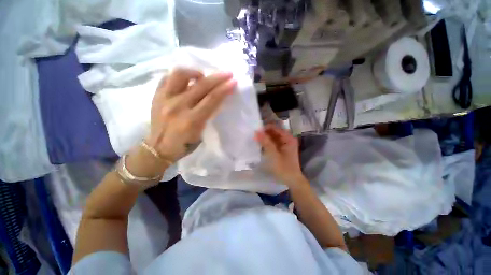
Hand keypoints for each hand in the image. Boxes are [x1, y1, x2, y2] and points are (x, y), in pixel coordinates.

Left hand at [147, 68, 236, 162]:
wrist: (157, 149)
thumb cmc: (183, 145)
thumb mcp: (201, 134)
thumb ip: (208, 116)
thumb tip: (215, 99)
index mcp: (191, 120)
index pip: (212, 99)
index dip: (224, 89)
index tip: (234, 81)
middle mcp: (178, 107)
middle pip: (201, 86)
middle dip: (217, 78)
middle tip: (227, 73)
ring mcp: (164, 99)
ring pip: (180, 75)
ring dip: (195, 72)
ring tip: (202, 76)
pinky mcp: (156, 96)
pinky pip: (167, 78)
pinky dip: (180, 76)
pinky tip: (187, 80)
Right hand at [255, 124, 305, 186]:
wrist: (292, 181)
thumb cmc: (284, 168)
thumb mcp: (273, 155)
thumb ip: (265, 142)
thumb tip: (257, 131)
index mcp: (288, 138)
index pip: (275, 128)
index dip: (265, 128)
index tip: (255, 131)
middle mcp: (288, 139)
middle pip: (274, 132)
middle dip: (265, 133)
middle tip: (254, 136)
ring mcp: (285, 144)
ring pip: (273, 137)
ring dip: (265, 138)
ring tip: (256, 140)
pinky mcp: (283, 149)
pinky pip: (274, 143)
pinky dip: (268, 143)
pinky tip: (261, 145)